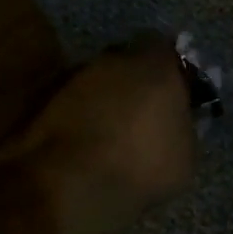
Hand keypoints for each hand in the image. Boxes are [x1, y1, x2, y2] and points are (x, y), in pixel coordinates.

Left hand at [10, 33, 197, 233]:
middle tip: (145, 113)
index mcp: (156, 65)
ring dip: (107, 100)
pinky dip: (82, 117)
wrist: (69, 185)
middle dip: (137, 82)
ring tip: (114, 133)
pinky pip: (75, 103)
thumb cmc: (141, 164)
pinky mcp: (45, 101)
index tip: (177, 92)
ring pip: (99, 82)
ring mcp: (76, 78)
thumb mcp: (186, 154)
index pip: (167, 48)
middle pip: (130, 62)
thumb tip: (180, 120)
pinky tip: (89, 144)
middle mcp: (114, 60)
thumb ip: (186, 126)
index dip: (172, 70)